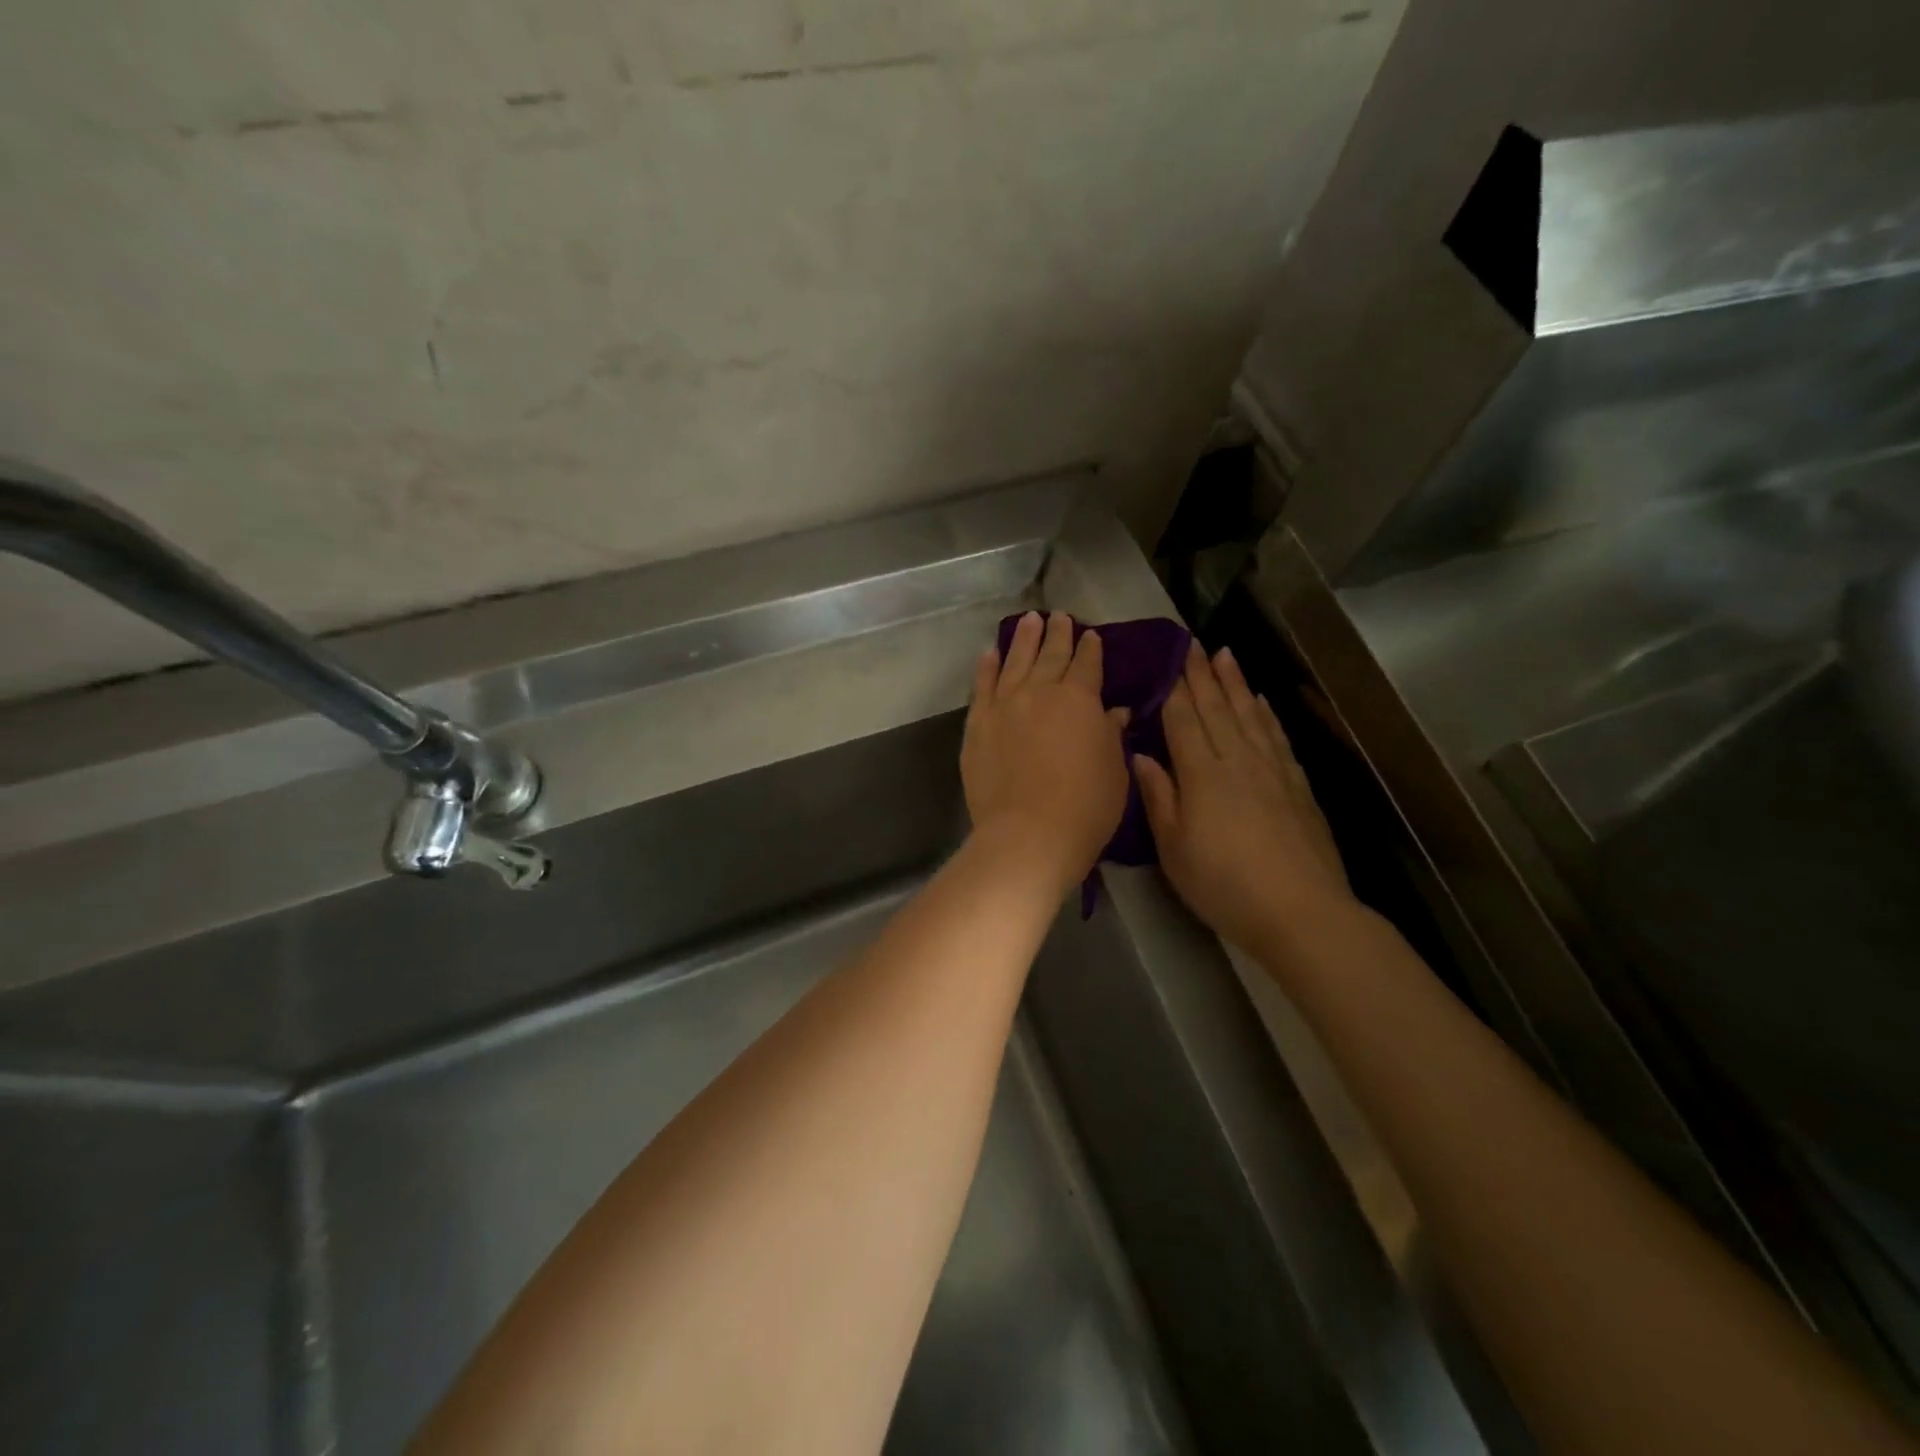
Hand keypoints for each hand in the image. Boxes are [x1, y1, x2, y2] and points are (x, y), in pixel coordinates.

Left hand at [961, 612, 1130, 895]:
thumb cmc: (1085, 807)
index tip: (1091, 635)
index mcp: (1080, 699)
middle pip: (1050, 655)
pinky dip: (987, 666)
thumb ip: (1111, 734)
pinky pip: (982, 686)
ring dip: (1023, 638)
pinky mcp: (978, 724)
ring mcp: (1005, 705)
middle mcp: (1040, 691)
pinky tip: (990, 652)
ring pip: (1015, 661)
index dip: (1090, 648)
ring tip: (1028, 620)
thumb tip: (1114, 711)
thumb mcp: (1114, 770)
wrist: (1028, 834)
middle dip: (1057, 634)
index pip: (1087, 664)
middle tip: (1059, 617)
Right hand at [1134, 644, 1350, 953]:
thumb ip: (1159, 797)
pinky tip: (1260, 702)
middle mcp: (1237, 760)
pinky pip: (1277, 737)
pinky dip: (1266, 714)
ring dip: (1235, 683)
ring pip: (1249, 715)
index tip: (1169, 658)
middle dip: (1203, 675)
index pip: (1184, 720)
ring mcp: (1272, 770)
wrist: (1300, 910)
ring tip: (1226, 654)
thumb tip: (1140, 755)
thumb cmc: (1223, 884)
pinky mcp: (1297, 786)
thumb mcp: (1173, 848)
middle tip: (1193, 643)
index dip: (1175, 688)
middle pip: (1217, 708)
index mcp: (1202, 774)